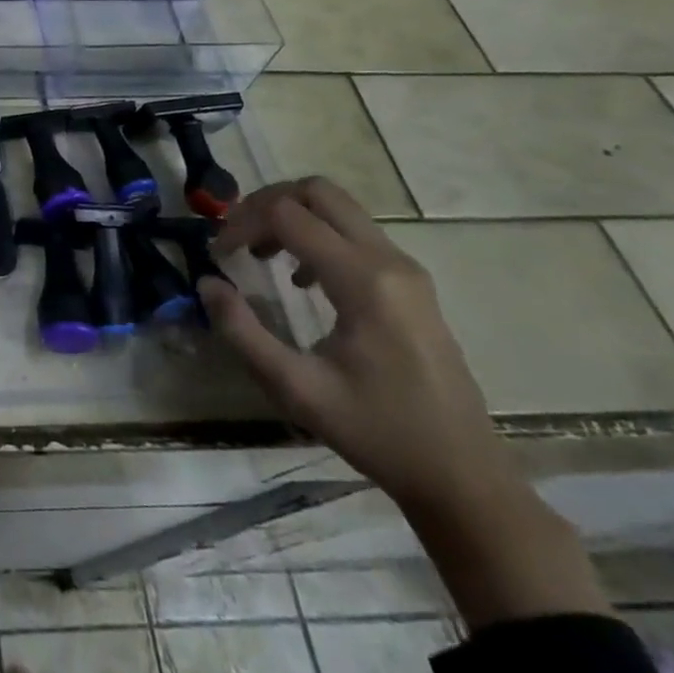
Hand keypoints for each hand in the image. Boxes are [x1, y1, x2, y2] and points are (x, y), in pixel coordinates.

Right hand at [202, 177, 612, 628]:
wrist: (468, 481)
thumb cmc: (379, 436)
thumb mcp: (297, 389)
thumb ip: (244, 331)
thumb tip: (205, 283)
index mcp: (363, 278)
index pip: (290, 212)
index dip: (241, 220)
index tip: (214, 250)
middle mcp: (390, 261)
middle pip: (320, 191)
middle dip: (266, 202)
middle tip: (235, 239)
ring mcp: (407, 273)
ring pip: (339, 210)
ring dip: (292, 220)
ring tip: (262, 260)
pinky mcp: (413, 290)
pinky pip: (355, 237)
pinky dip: (318, 239)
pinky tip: (304, 282)